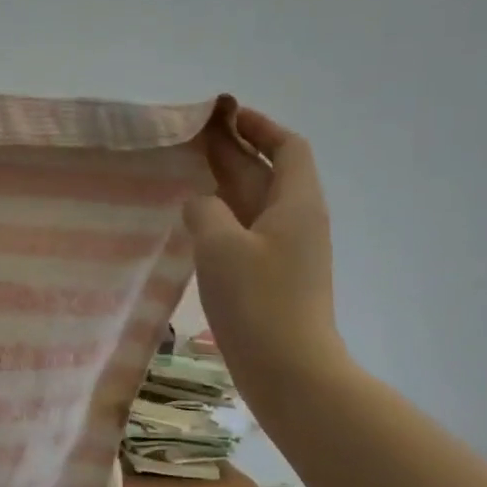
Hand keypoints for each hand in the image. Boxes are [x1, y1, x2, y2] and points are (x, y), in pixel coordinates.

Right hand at [183, 108, 344, 395]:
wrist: (289, 370)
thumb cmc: (258, 302)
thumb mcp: (220, 247)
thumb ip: (205, 212)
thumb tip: (199, 203)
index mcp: (296, 203)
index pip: (288, 148)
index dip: (260, 127)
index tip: (227, 116)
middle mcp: (297, 221)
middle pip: (269, 172)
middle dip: (236, 151)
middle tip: (194, 137)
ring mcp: (287, 252)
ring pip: (256, 203)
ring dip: (227, 183)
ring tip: (189, 171)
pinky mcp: (273, 278)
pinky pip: (248, 232)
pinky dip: (225, 217)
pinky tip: (197, 222)